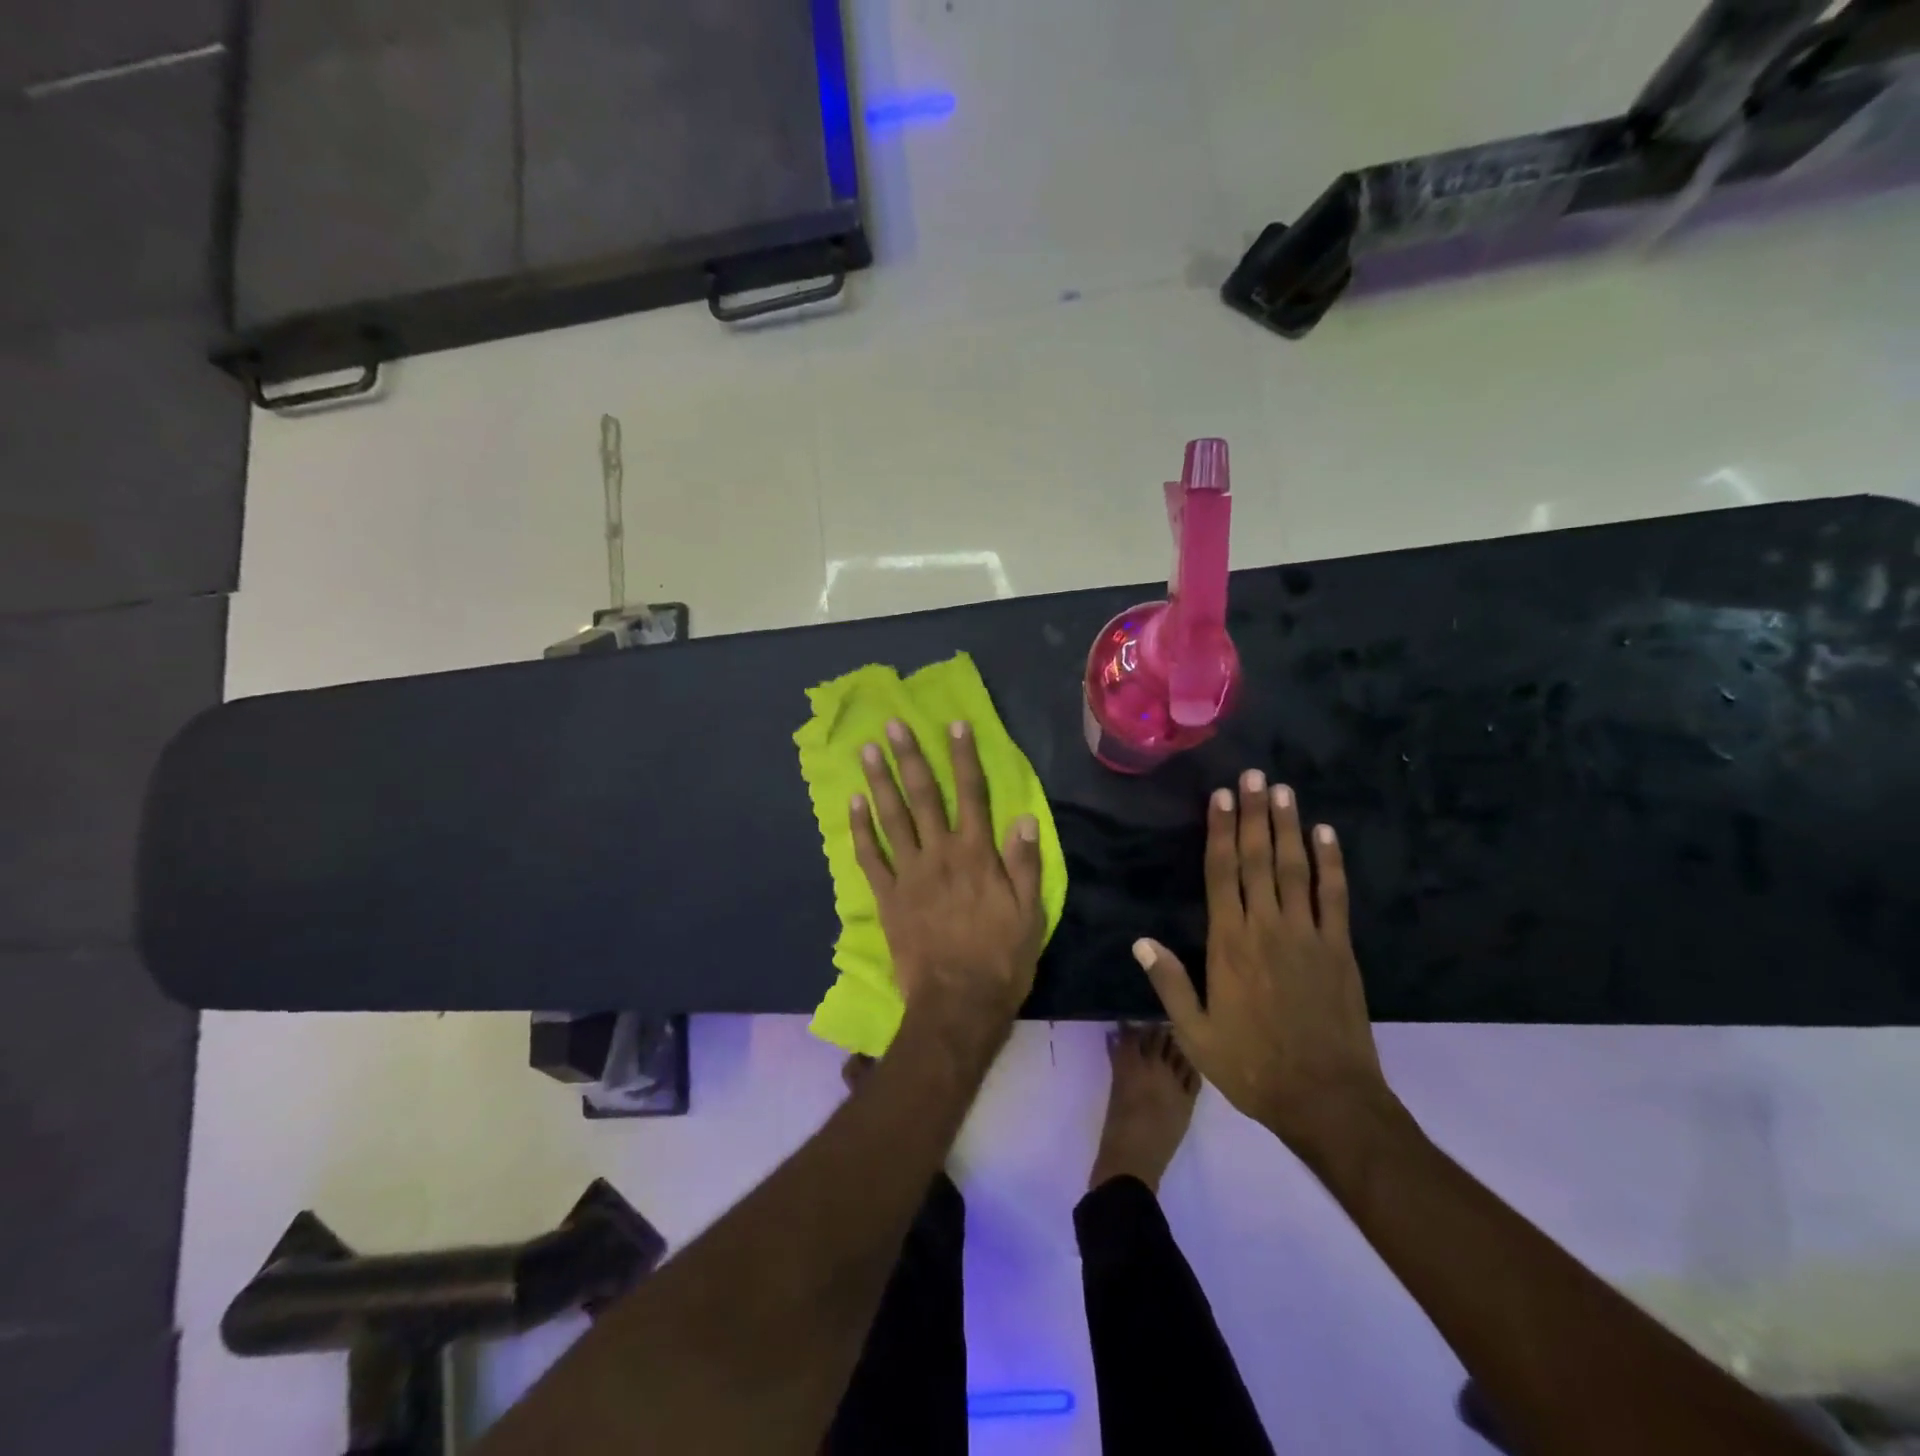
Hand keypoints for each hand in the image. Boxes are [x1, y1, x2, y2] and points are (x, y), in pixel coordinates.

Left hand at [851, 719, 1044, 1034]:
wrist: (957, 1003)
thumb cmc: (1001, 958)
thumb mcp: (1030, 912)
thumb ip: (1025, 863)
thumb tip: (1024, 817)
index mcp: (977, 855)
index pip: (972, 795)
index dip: (964, 757)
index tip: (955, 725)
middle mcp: (940, 854)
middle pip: (924, 797)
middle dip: (910, 757)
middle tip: (894, 725)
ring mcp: (909, 874)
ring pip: (892, 818)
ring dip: (880, 782)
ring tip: (867, 751)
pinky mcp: (887, 897)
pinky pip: (870, 857)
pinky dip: (860, 830)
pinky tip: (852, 804)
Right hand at [1132, 770, 1392, 1158]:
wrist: (1326, 1099)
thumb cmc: (1252, 1066)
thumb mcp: (1195, 1034)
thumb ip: (1169, 984)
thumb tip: (1140, 942)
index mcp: (1229, 944)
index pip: (1222, 874)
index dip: (1221, 832)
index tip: (1222, 797)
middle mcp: (1267, 928)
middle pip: (1258, 860)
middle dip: (1255, 814)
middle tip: (1254, 775)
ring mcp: (1308, 935)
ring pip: (1295, 868)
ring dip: (1288, 826)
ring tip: (1283, 790)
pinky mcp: (1339, 948)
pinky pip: (1334, 896)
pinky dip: (1331, 862)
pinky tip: (1326, 834)